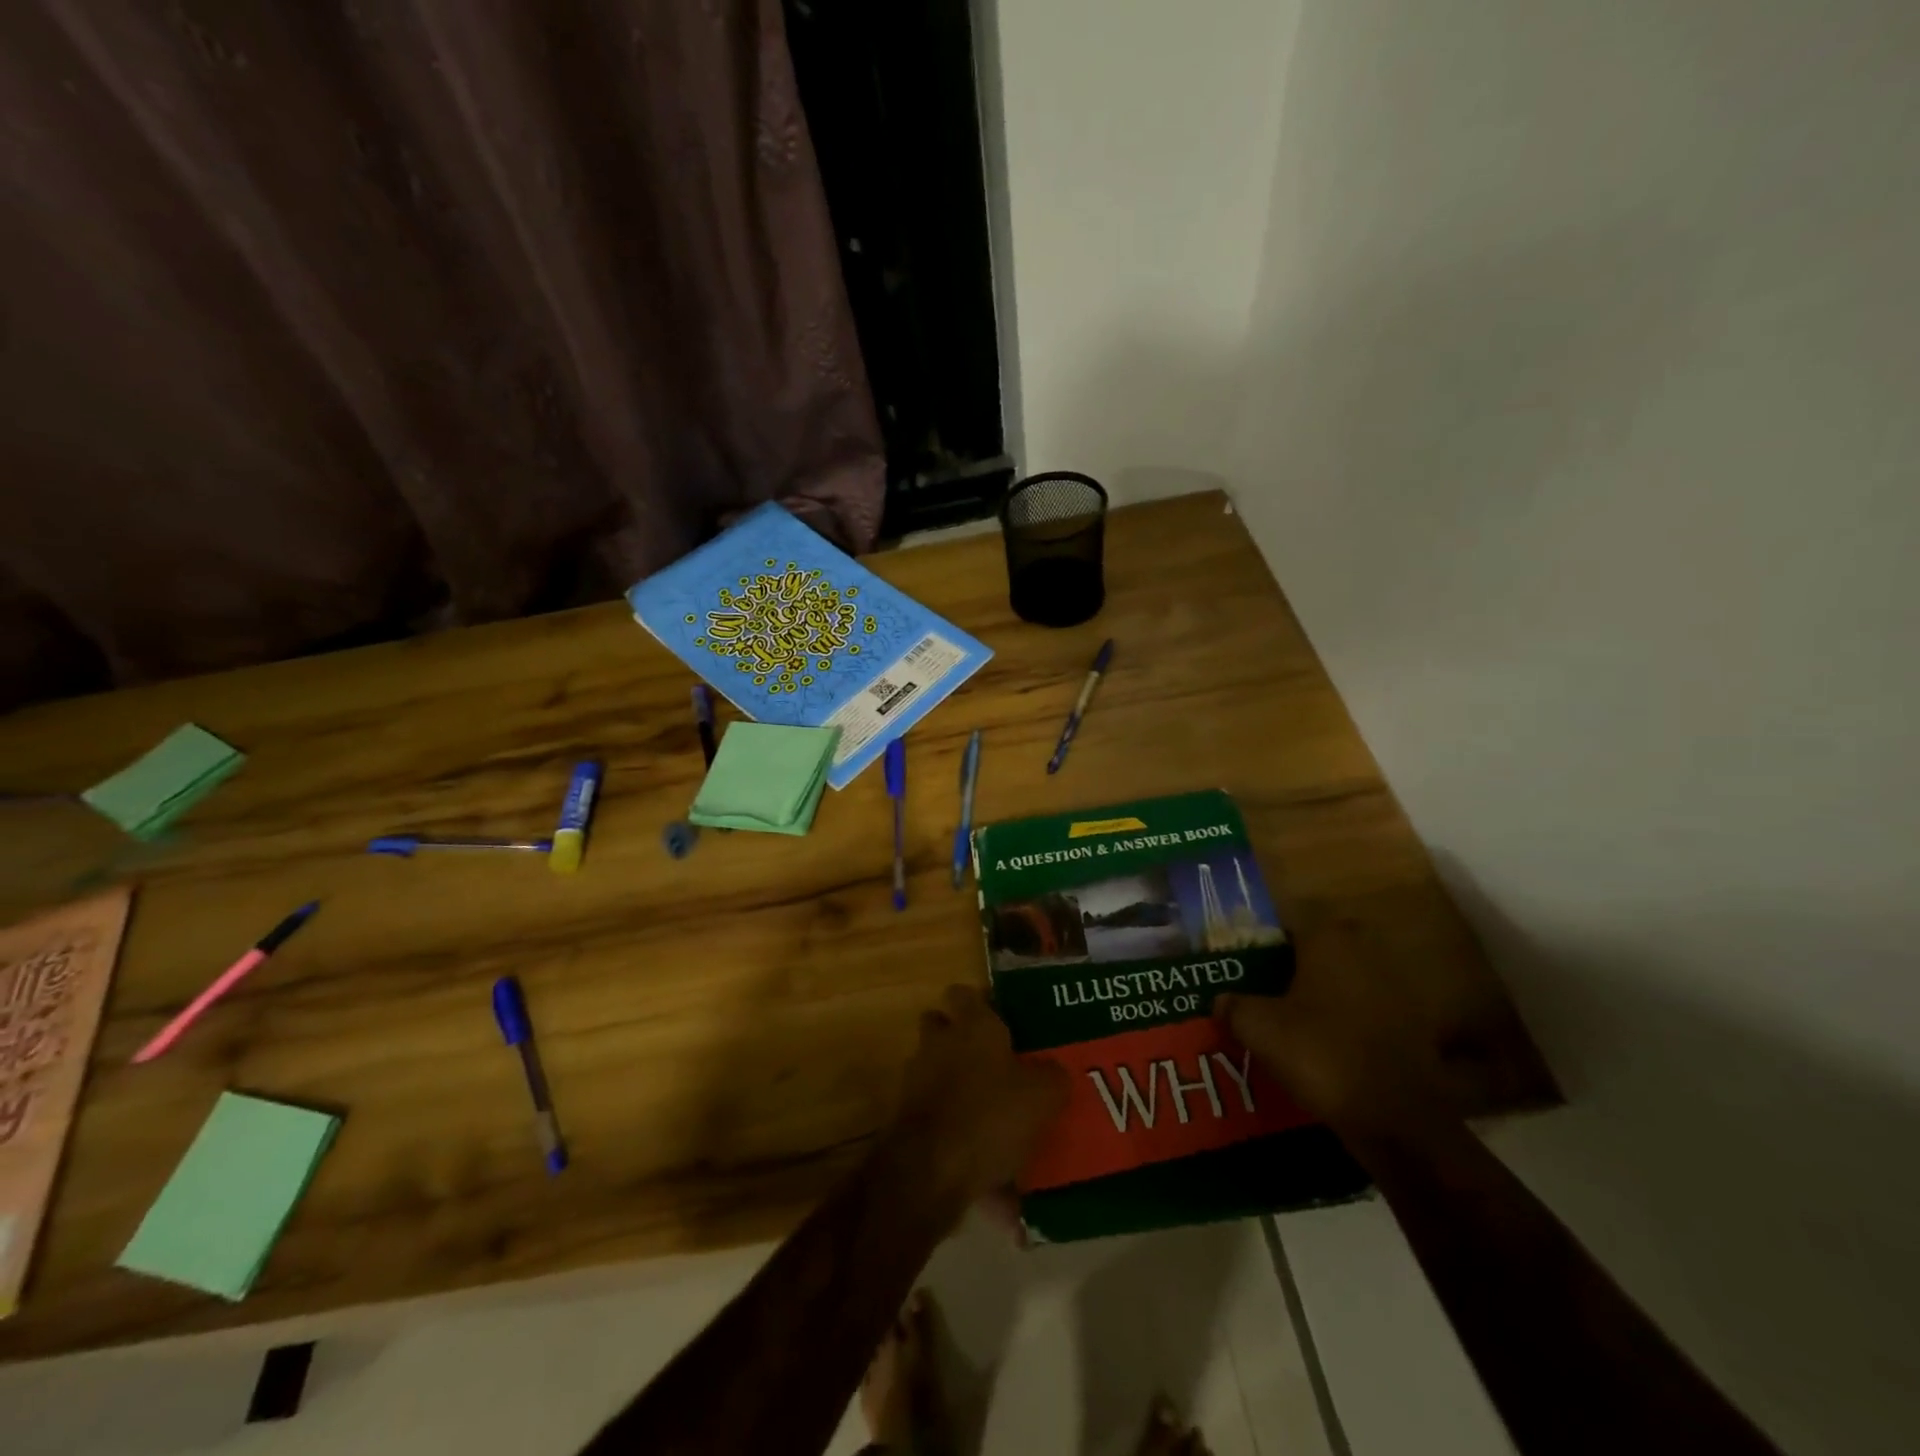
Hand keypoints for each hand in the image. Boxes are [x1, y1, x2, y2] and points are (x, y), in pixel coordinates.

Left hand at [889, 985, 1070, 1214]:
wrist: (931, 1170)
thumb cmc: (991, 1115)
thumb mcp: (1042, 1096)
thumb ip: (1051, 1075)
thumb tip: (1053, 1070)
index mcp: (972, 1025)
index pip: (965, 994)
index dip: (981, 1004)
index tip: (1003, 1019)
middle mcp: (939, 1042)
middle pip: (942, 1025)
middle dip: (960, 1039)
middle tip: (994, 1062)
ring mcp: (917, 1078)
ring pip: (935, 1067)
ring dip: (954, 1082)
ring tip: (988, 1112)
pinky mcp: (906, 1115)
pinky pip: (933, 1110)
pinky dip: (950, 1124)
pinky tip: (978, 1155)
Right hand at [1214, 921, 1454, 1145]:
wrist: (1398, 1117)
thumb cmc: (1322, 1053)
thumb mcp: (1259, 1028)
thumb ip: (1234, 1006)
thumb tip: (1222, 1000)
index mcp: (1328, 938)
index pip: (1283, 926)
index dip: (1257, 945)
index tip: (1237, 966)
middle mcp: (1362, 951)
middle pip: (1310, 954)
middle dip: (1285, 971)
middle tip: (1255, 994)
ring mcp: (1390, 989)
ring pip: (1334, 984)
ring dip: (1311, 999)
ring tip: (1279, 1024)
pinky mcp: (1406, 1026)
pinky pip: (1356, 1014)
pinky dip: (1336, 1025)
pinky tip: (1313, 1049)